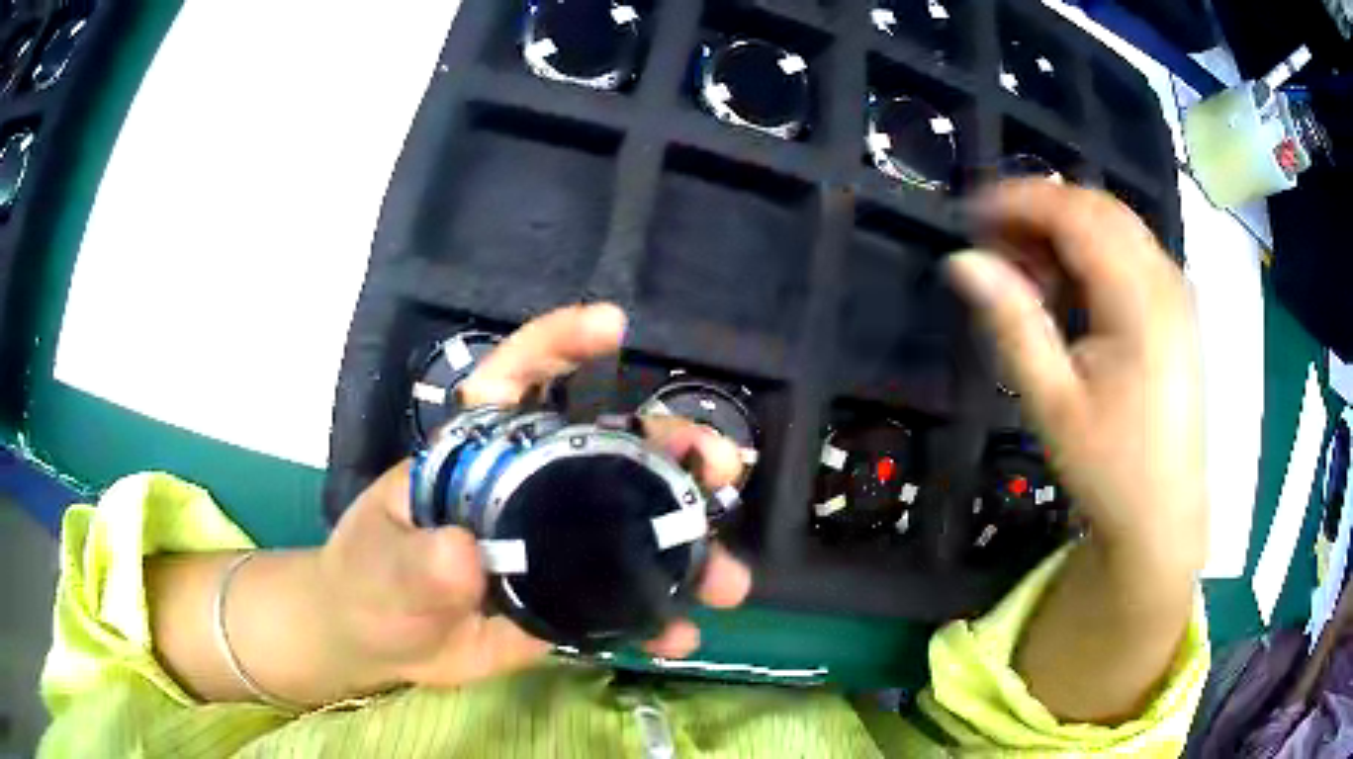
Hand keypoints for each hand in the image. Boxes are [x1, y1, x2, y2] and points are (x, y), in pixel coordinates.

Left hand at [318, 304, 752, 689]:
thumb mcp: (382, 567)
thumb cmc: (368, 580)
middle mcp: (526, 488)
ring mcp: (552, 545)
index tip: (613, 326)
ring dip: (685, 546)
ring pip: (632, 529)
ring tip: (727, 577)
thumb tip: (463, 557)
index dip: (559, 344)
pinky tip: (681, 635)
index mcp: (476, 454)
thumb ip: (415, 563)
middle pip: (607, 450)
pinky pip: (621, 601)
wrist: (379, 642)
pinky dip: (655, 617)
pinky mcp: (565, 597)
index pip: (514, 380)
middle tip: (721, 466)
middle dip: (671, 449)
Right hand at [947, 180, 1206, 566]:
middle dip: (1041, 209)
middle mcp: (1166, 280)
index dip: (1019, 200)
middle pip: (1099, 208)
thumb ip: (1012, 322)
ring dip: (1066, 230)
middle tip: (992, 240)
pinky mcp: (1178, 310)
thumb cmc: (1109, 468)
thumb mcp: (1053, 402)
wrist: (1164, 517)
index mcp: (1140, 300)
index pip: (1076, 213)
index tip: (969, 213)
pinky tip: (1069, 290)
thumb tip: (962, 261)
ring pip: (1116, 226)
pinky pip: (1131, 253)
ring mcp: (1177, 293)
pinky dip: (1092, 253)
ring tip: (1024, 268)